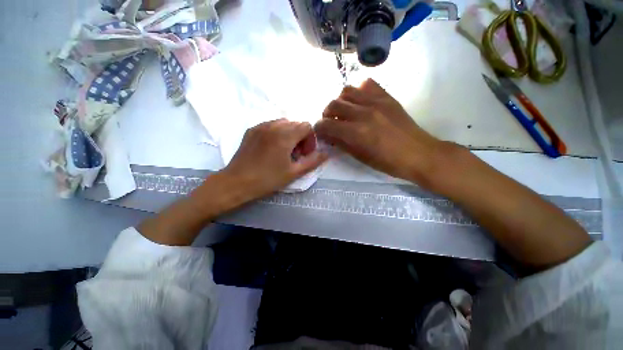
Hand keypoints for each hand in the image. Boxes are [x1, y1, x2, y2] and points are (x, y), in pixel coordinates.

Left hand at [222, 119, 327, 200]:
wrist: (237, 182)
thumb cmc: (268, 179)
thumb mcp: (294, 172)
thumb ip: (313, 161)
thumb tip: (326, 153)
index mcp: (285, 134)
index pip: (307, 126)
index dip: (310, 140)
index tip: (304, 154)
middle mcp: (273, 125)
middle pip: (295, 124)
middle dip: (300, 138)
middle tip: (295, 155)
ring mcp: (260, 126)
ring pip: (283, 123)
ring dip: (289, 135)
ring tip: (284, 152)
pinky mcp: (251, 130)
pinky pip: (270, 125)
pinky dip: (277, 133)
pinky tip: (271, 149)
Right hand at [315, 79, 445, 186]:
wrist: (418, 153)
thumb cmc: (388, 162)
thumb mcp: (361, 157)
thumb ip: (342, 144)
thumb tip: (329, 136)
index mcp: (356, 133)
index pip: (327, 125)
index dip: (319, 128)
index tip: (319, 131)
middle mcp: (363, 113)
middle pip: (333, 104)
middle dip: (326, 114)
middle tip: (330, 122)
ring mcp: (376, 102)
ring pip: (347, 91)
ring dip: (340, 101)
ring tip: (343, 111)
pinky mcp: (387, 97)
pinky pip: (366, 84)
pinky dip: (358, 91)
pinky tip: (359, 102)